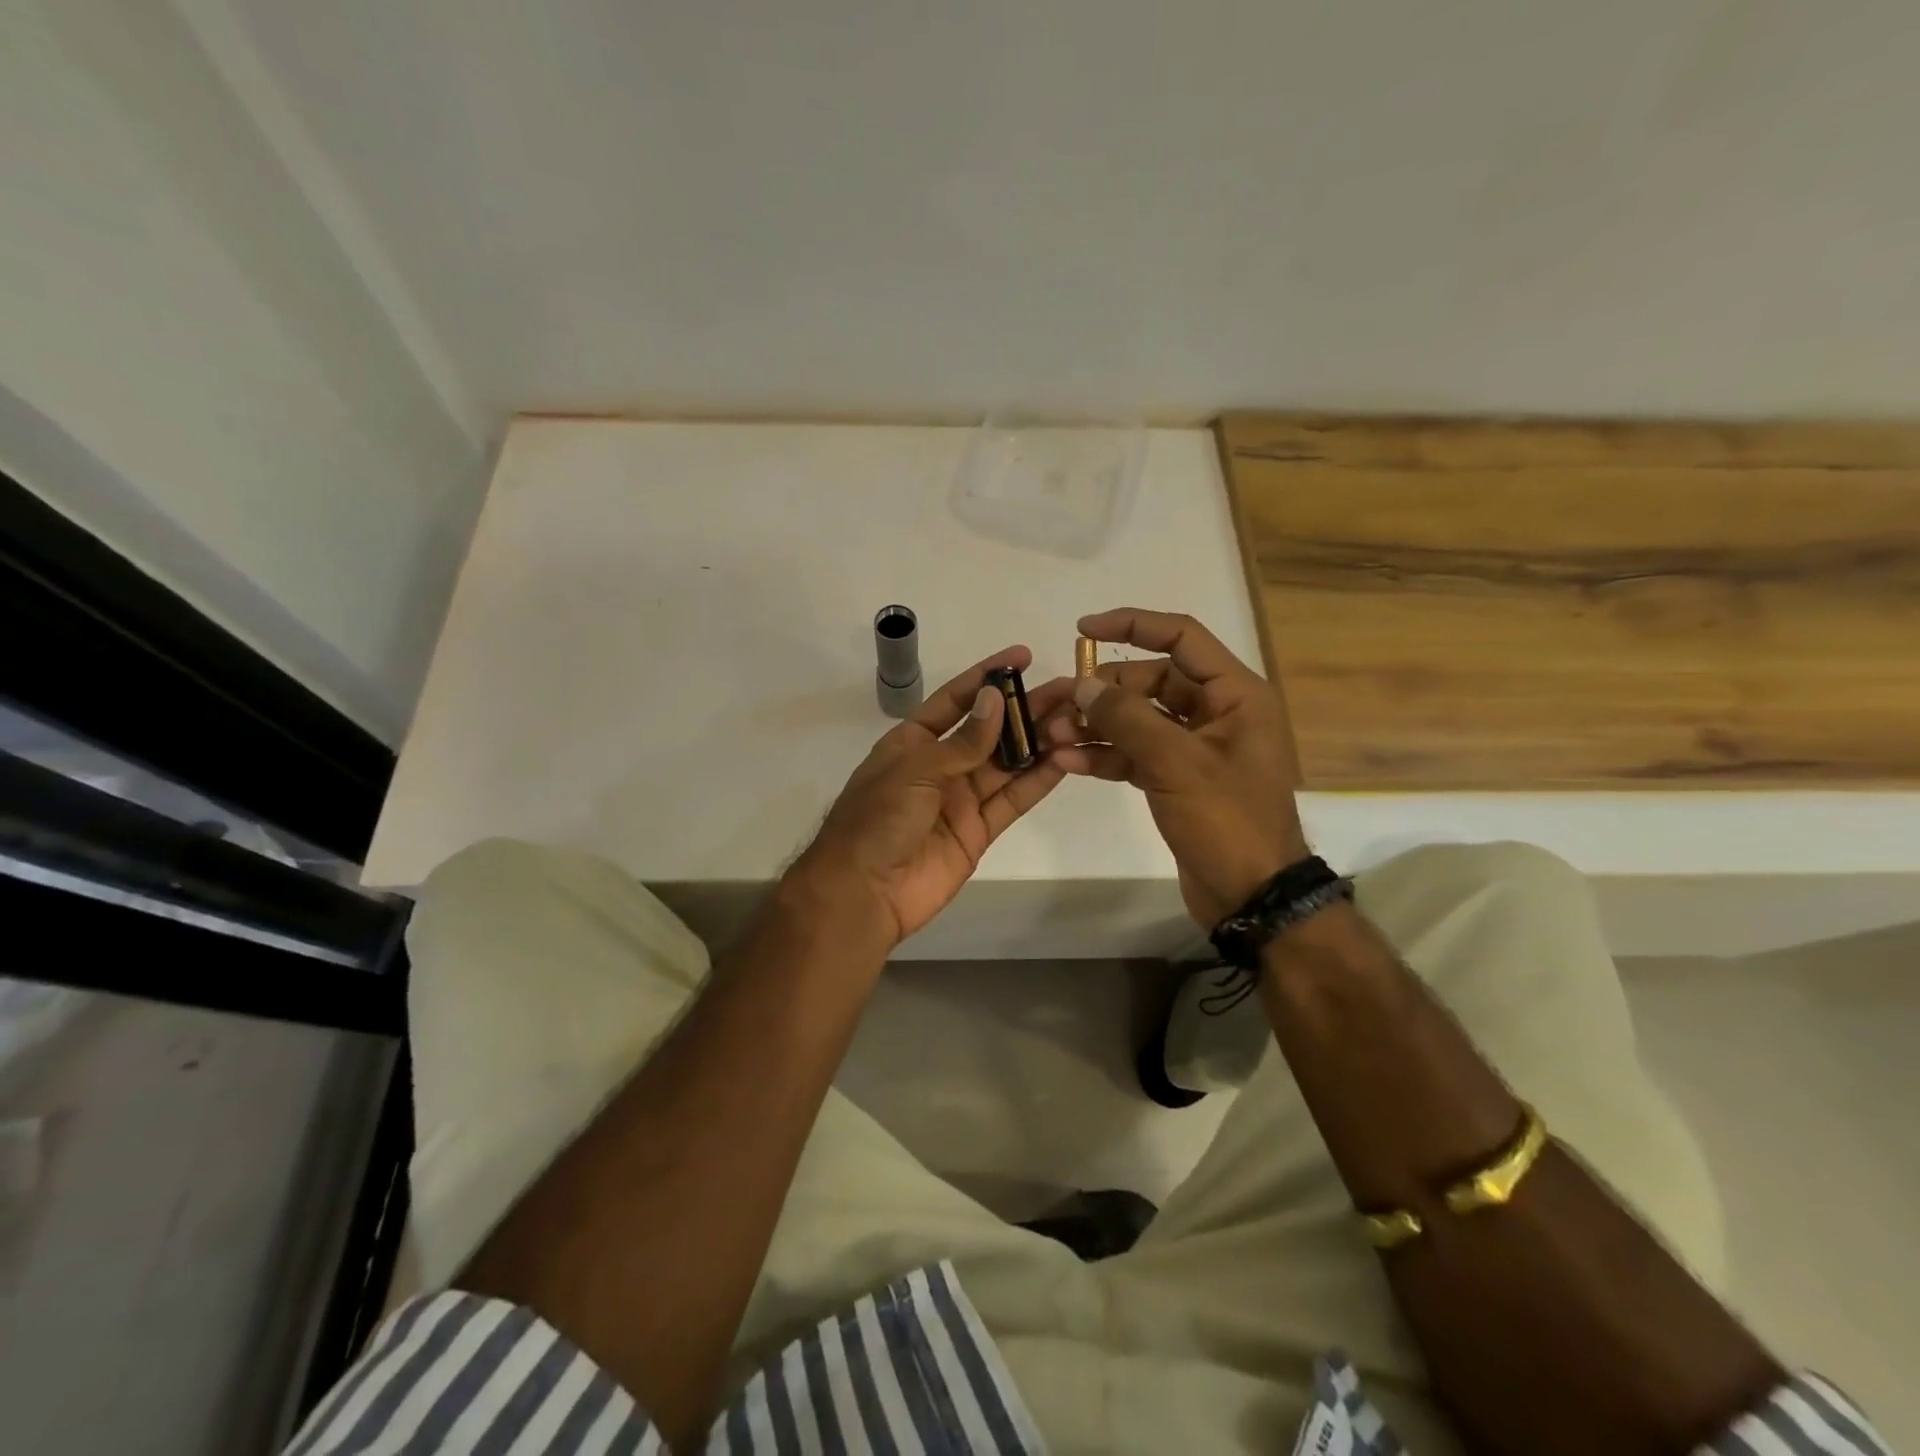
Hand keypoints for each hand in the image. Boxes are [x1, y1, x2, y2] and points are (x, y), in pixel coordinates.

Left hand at [794, 646, 1072, 946]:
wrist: (864, 893)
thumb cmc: (877, 820)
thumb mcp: (915, 770)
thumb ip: (962, 741)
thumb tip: (996, 699)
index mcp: (912, 742)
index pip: (954, 700)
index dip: (986, 677)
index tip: (1022, 657)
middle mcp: (939, 766)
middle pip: (989, 731)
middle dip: (1025, 709)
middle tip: (1068, 690)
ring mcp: (960, 799)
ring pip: (1007, 763)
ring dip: (1039, 742)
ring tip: (1076, 719)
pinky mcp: (979, 831)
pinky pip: (1012, 800)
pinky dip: (1037, 781)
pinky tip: (1065, 760)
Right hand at [1043, 608, 1307, 926]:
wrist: (1252, 895)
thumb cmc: (1227, 821)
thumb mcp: (1176, 763)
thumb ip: (1127, 719)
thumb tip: (1085, 686)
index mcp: (1235, 694)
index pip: (1181, 637)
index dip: (1132, 625)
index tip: (1083, 631)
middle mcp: (1217, 713)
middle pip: (1152, 681)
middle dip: (1104, 692)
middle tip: (1061, 704)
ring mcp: (1196, 747)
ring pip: (1139, 720)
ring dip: (1098, 726)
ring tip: (1054, 736)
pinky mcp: (1177, 778)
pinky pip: (1136, 753)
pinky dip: (1106, 756)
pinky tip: (1068, 762)